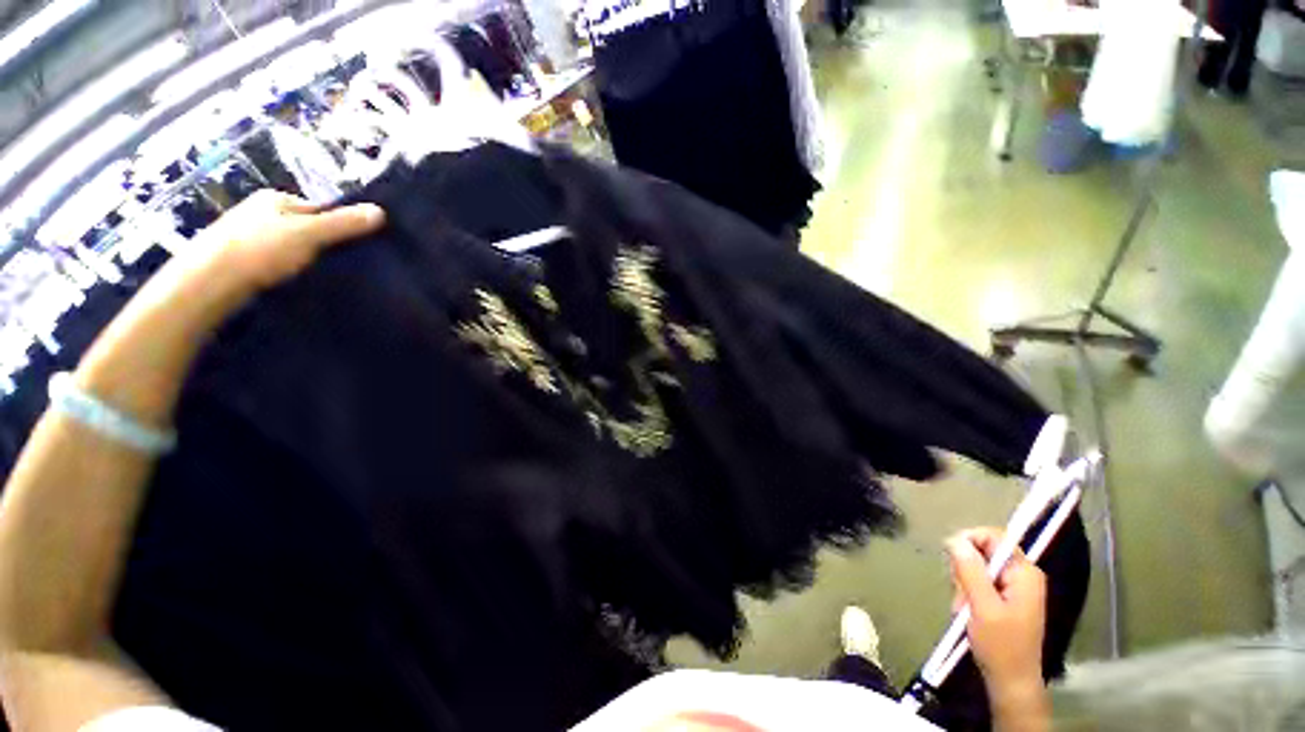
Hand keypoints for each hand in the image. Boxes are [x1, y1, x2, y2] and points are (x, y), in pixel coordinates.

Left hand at [177, 189, 385, 308]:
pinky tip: (292, 282)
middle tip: (339, 263)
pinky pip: (275, 260)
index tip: (354, 246)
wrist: (208, 282)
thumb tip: (381, 211)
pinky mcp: (239, 259)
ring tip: (319, 275)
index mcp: (275, 198)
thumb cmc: (260, 249)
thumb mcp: (309, 233)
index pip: (319, 208)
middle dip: (321, 242)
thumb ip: (343, 223)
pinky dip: (287, 269)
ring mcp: (246, 235)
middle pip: (304, 226)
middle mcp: (259, 211)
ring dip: (303, 258)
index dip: (339, 225)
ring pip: (289, 245)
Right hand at [946, 528, 1046, 695]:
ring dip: (963, 584)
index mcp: (1024, 573)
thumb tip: (954, 538)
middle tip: (962, 594)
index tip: (949, 556)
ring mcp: (1013, 587)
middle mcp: (1021, 574)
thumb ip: (970, 571)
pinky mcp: (1003, 597)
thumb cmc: (1000, 645)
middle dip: (965, 569)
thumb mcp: (982, 607)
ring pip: (976, 568)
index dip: (969, 540)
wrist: (1010, 680)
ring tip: (965, 608)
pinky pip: (978, 582)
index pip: (994, 537)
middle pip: (983, 552)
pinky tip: (967, 611)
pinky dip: (967, 593)